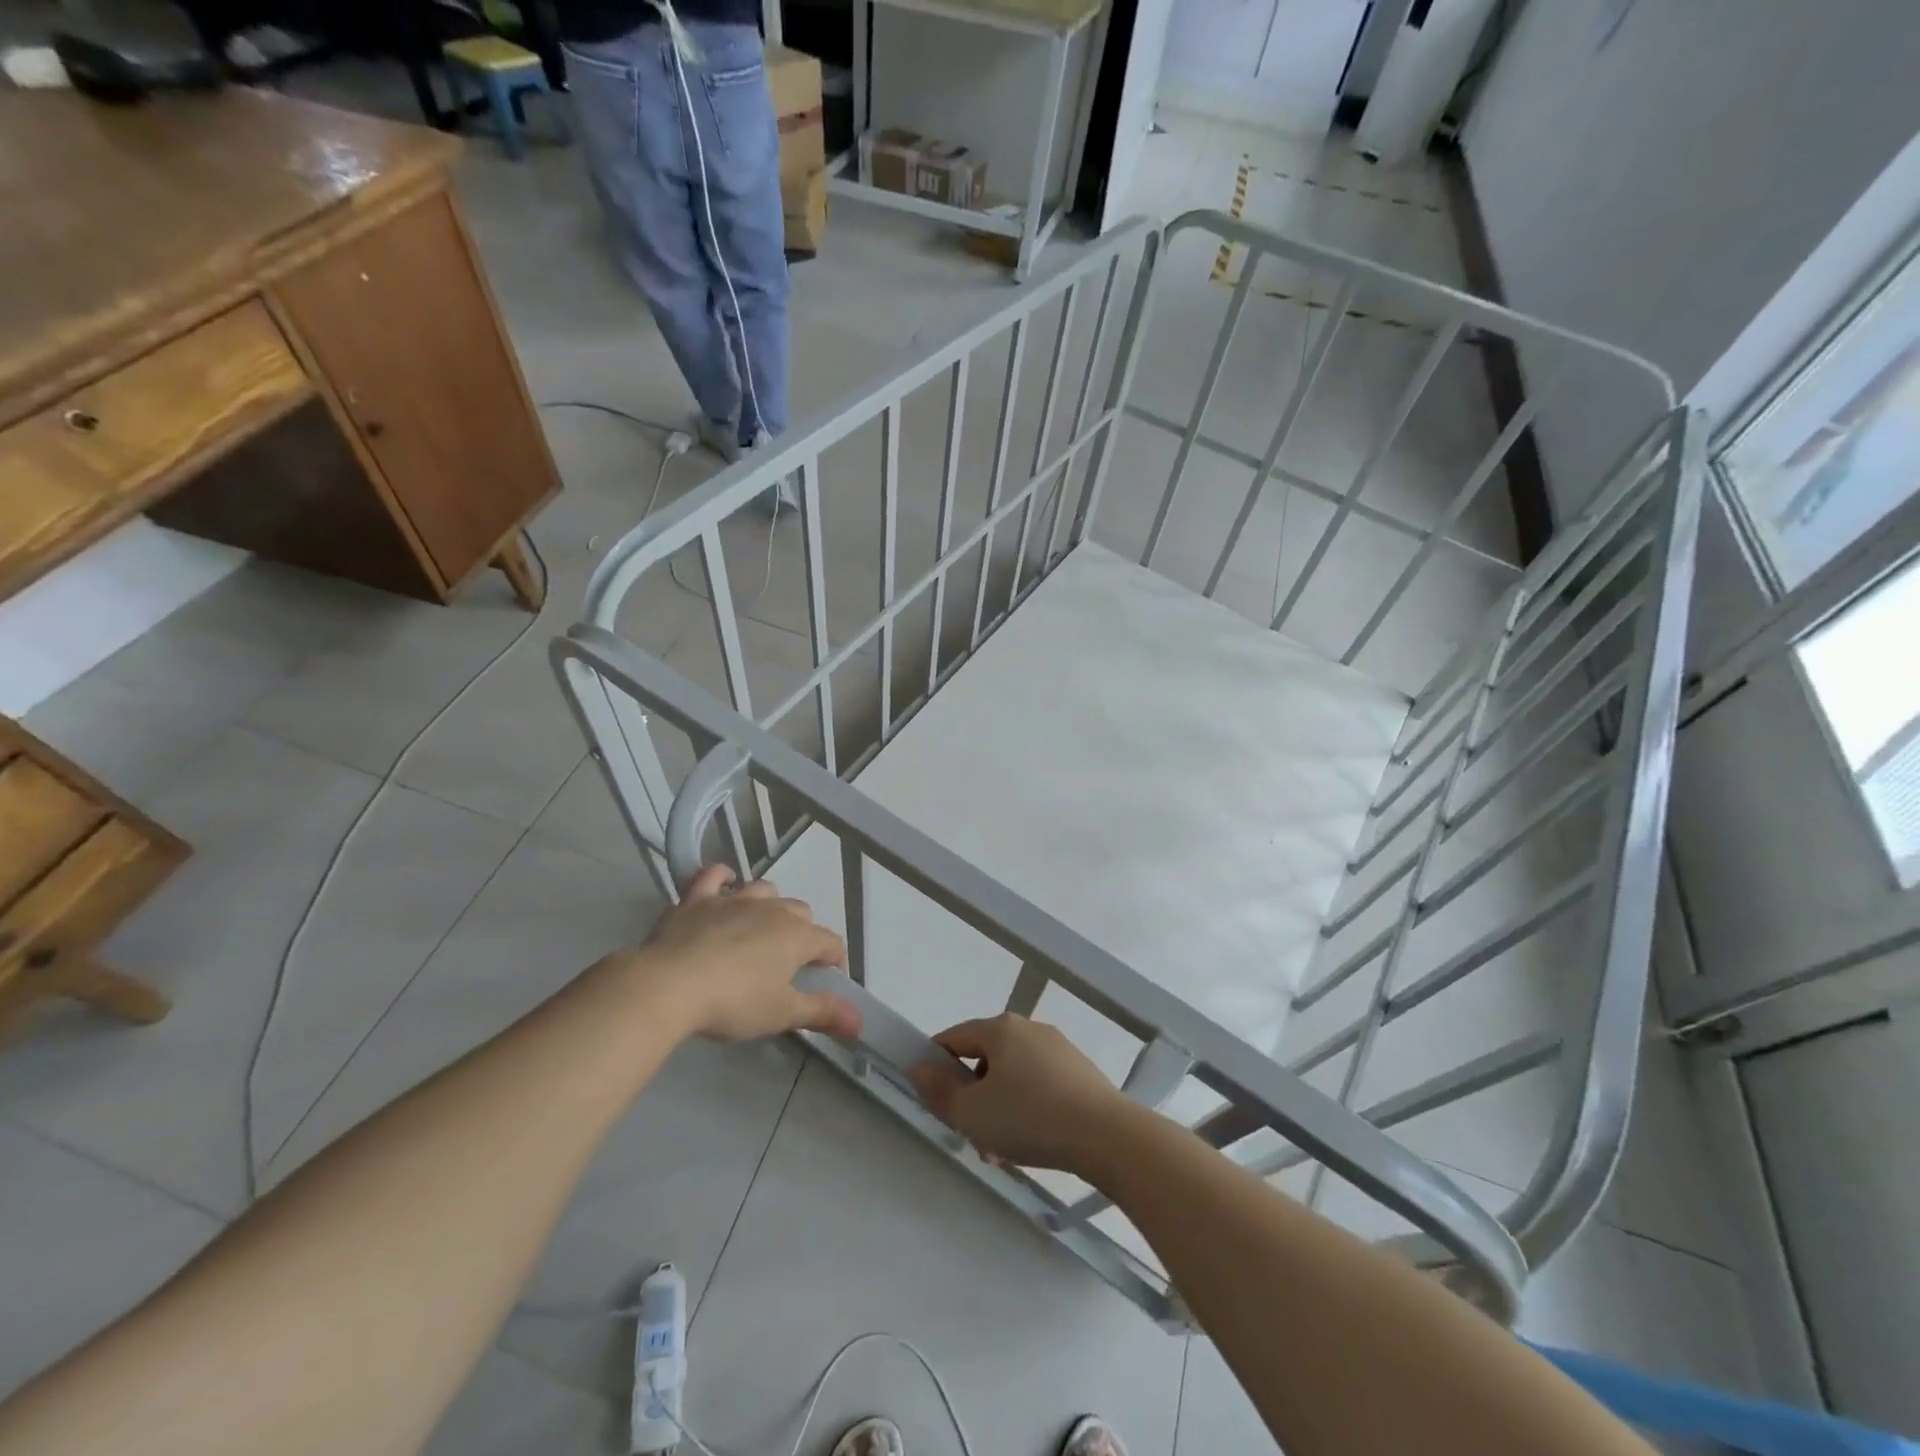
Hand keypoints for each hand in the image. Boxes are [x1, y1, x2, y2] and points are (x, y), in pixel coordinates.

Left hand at [625, 865, 858, 1042]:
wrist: (669, 985)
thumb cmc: (733, 1002)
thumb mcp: (781, 1014)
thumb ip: (822, 1013)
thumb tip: (860, 1022)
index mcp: (797, 936)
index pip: (830, 943)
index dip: (835, 962)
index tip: (828, 982)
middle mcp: (771, 909)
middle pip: (801, 912)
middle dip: (804, 933)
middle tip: (790, 964)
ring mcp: (733, 900)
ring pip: (765, 890)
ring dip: (770, 905)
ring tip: (761, 929)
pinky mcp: (697, 899)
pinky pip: (714, 875)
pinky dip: (723, 878)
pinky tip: (724, 885)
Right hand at [908, 1014, 1127, 1173]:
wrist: (1106, 1135)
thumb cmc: (1030, 1118)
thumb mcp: (972, 1112)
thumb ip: (939, 1091)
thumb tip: (918, 1067)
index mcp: (1000, 1028)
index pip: (953, 1038)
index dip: (936, 1068)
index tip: (936, 1103)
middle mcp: (1029, 1028)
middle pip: (984, 1059)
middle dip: (973, 1098)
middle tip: (972, 1137)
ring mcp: (1058, 1048)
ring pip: (1012, 1076)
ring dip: (1000, 1109)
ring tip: (1003, 1152)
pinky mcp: (1079, 1071)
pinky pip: (1039, 1085)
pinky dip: (1028, 1108)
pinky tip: (1033, 1143)